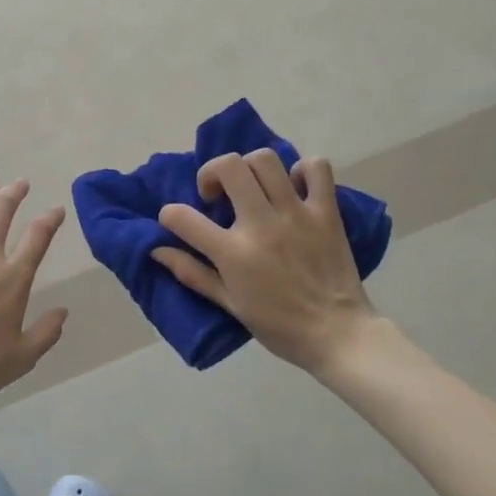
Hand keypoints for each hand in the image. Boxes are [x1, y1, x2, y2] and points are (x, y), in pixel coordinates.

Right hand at [152, 150, 377, 376]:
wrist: (338, 335)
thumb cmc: (279, 325)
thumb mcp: (229, 304)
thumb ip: (192, 273)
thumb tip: (157, 251)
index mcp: (233, 253)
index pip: (182, 217)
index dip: (170, 215)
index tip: (176, 221)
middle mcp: (261, 225)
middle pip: (228, 167)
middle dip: (211, 172)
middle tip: (217, 195)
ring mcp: (296, 214)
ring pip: (266, 160)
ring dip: (250, 168)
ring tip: (252, 188)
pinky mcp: (326, 212)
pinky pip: (317, 168)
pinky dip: (302, 169)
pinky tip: (293, 187)